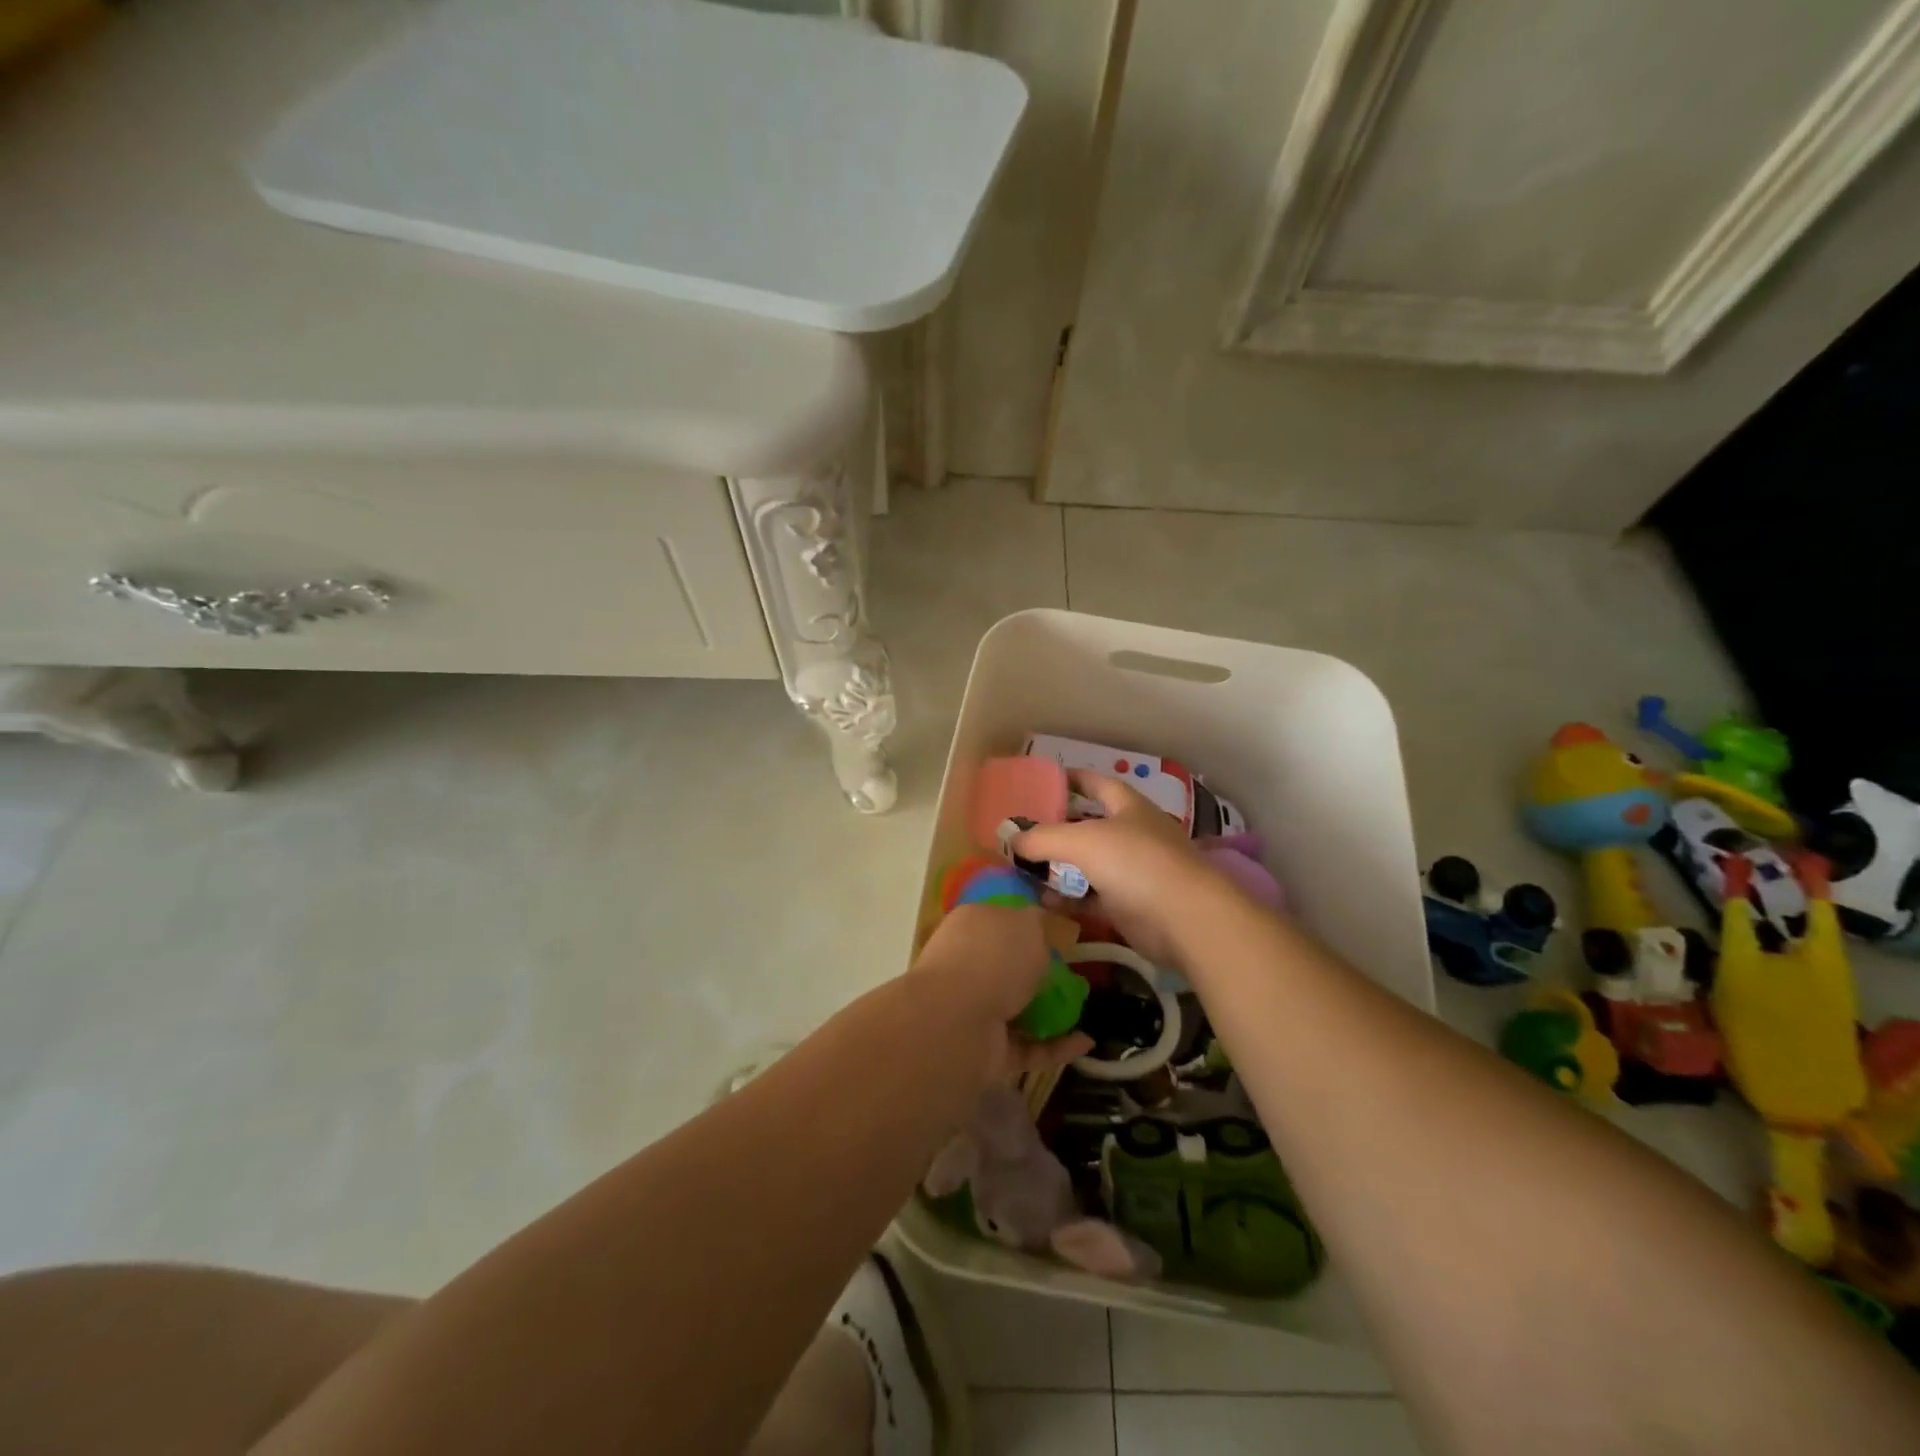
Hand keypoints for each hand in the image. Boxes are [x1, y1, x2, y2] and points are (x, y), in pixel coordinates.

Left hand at [910, 904, 1093, 1081]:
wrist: (957, 1021)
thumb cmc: (993, 958)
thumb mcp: (1026, 923)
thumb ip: (1036, 922)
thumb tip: (1037, 923)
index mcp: (971, 925)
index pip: (1000, 921)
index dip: (1027, 927)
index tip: (1059, 937)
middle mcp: (968, 964)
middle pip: (1008, 967)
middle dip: (1038, 975)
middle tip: (1074, 977)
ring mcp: (974, 1010)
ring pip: (1017, 1009)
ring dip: (1050, 1014)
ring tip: (1086, 1012)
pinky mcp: (986, 1050)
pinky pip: (1028, 1047)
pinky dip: (1056, 1047)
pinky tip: (1085, 1042)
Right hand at [1012, 771, 1225, 965]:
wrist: (1184, 919)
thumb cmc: (1135, 862)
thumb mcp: (1081, 841)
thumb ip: (1042, 838)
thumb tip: (1010, 840)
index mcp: (1128, 807)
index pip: (1097, 783)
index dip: (1072, 779)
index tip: (1044, 780)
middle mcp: (1133, 835)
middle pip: (1089, 826)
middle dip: (1057, 828)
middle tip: (1022, 831)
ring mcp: (1133, 872)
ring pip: (1088, 865)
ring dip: (1058, 867)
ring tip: (1022, 868)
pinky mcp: (1130, 906)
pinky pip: (1091, 898)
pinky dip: (1069, 899)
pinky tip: (1041, 901)